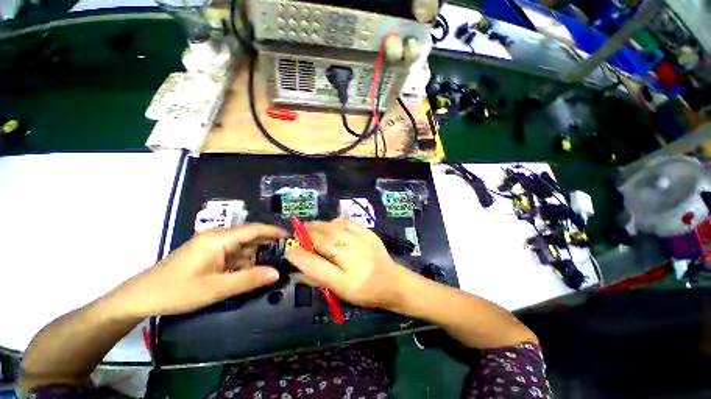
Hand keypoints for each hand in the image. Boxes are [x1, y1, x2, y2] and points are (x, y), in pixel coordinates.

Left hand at [107, 224, 287, 317]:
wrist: (141, 297)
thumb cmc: (177, 291)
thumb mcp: (216, 288)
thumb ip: (249, 279)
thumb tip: (277, 273)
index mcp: (219, 239)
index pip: (254, 229)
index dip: (274, 231)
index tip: (291, 236)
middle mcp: (218, 237)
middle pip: (250, 237)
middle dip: (267, 245)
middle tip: (285, 255)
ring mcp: (212, 245)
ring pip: (242, 247)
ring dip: (255, 256)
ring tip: (272, 265)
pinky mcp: (208, 254)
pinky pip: (233, 254)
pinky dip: (243, 262)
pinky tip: (250, 271)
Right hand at [286, 217, 411, 309]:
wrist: (393, 282)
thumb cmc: (366, 293)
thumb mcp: (341, 294)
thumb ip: (319, 282)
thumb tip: (299, 271)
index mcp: (344, 281)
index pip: (314, 265)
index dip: (298, 255)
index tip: (289, 250)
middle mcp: (352, 259)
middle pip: (323, 241)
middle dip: (306, 235)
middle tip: (297, 232)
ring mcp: (362, 243)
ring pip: (334, 229)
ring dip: (318, 225)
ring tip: (309, 225)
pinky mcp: (369, 234)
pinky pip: (349, 222)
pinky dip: (336, 221)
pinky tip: (331, 223)